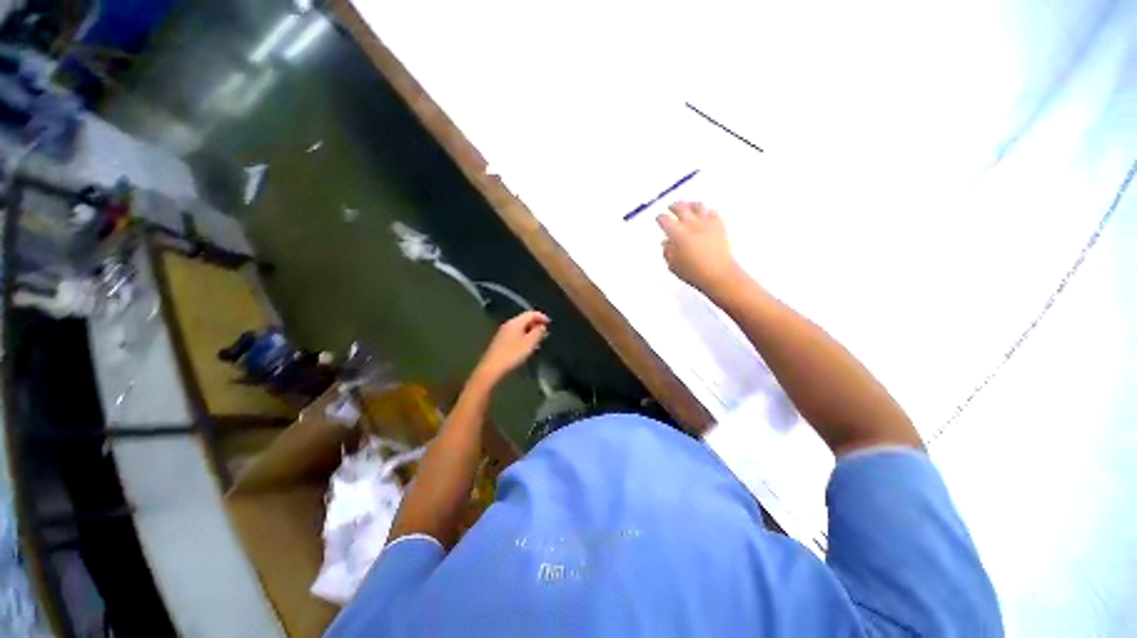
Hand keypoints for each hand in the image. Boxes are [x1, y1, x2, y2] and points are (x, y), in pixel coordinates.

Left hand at [473, 311, 549, 384]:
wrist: (492, 368)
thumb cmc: (512, 355)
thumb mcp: (530, 343)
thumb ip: (538, 332)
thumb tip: (542, 326)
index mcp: (515, 322)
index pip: (531, 313)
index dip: (542, 317)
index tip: (550, 323)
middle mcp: (508, 325)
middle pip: (525, 319)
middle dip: (536, 324)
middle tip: (545, 333)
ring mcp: (503, 333)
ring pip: (520, 328)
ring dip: (531, 332)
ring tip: (538, 340)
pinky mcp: (501, 341)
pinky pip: (516, 334)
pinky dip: (524, 337)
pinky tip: (527, 346)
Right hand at [657, 201, 742, 296]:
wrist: (719, 274)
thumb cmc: (694, 272)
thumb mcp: (673, 265)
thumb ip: (667, 252)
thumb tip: (666, 243)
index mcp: (677, 234)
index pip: (664, 219)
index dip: (660, 218)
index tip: (659, 219)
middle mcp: (691, 224)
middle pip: (680, 207)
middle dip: (673, 206)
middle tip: (671, 207)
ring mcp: (706, 223)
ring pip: (697, 206)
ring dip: (690, 205)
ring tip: (688, 206)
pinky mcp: (719, 225)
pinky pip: (712, 212)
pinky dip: (707, 213)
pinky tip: (705, 215)